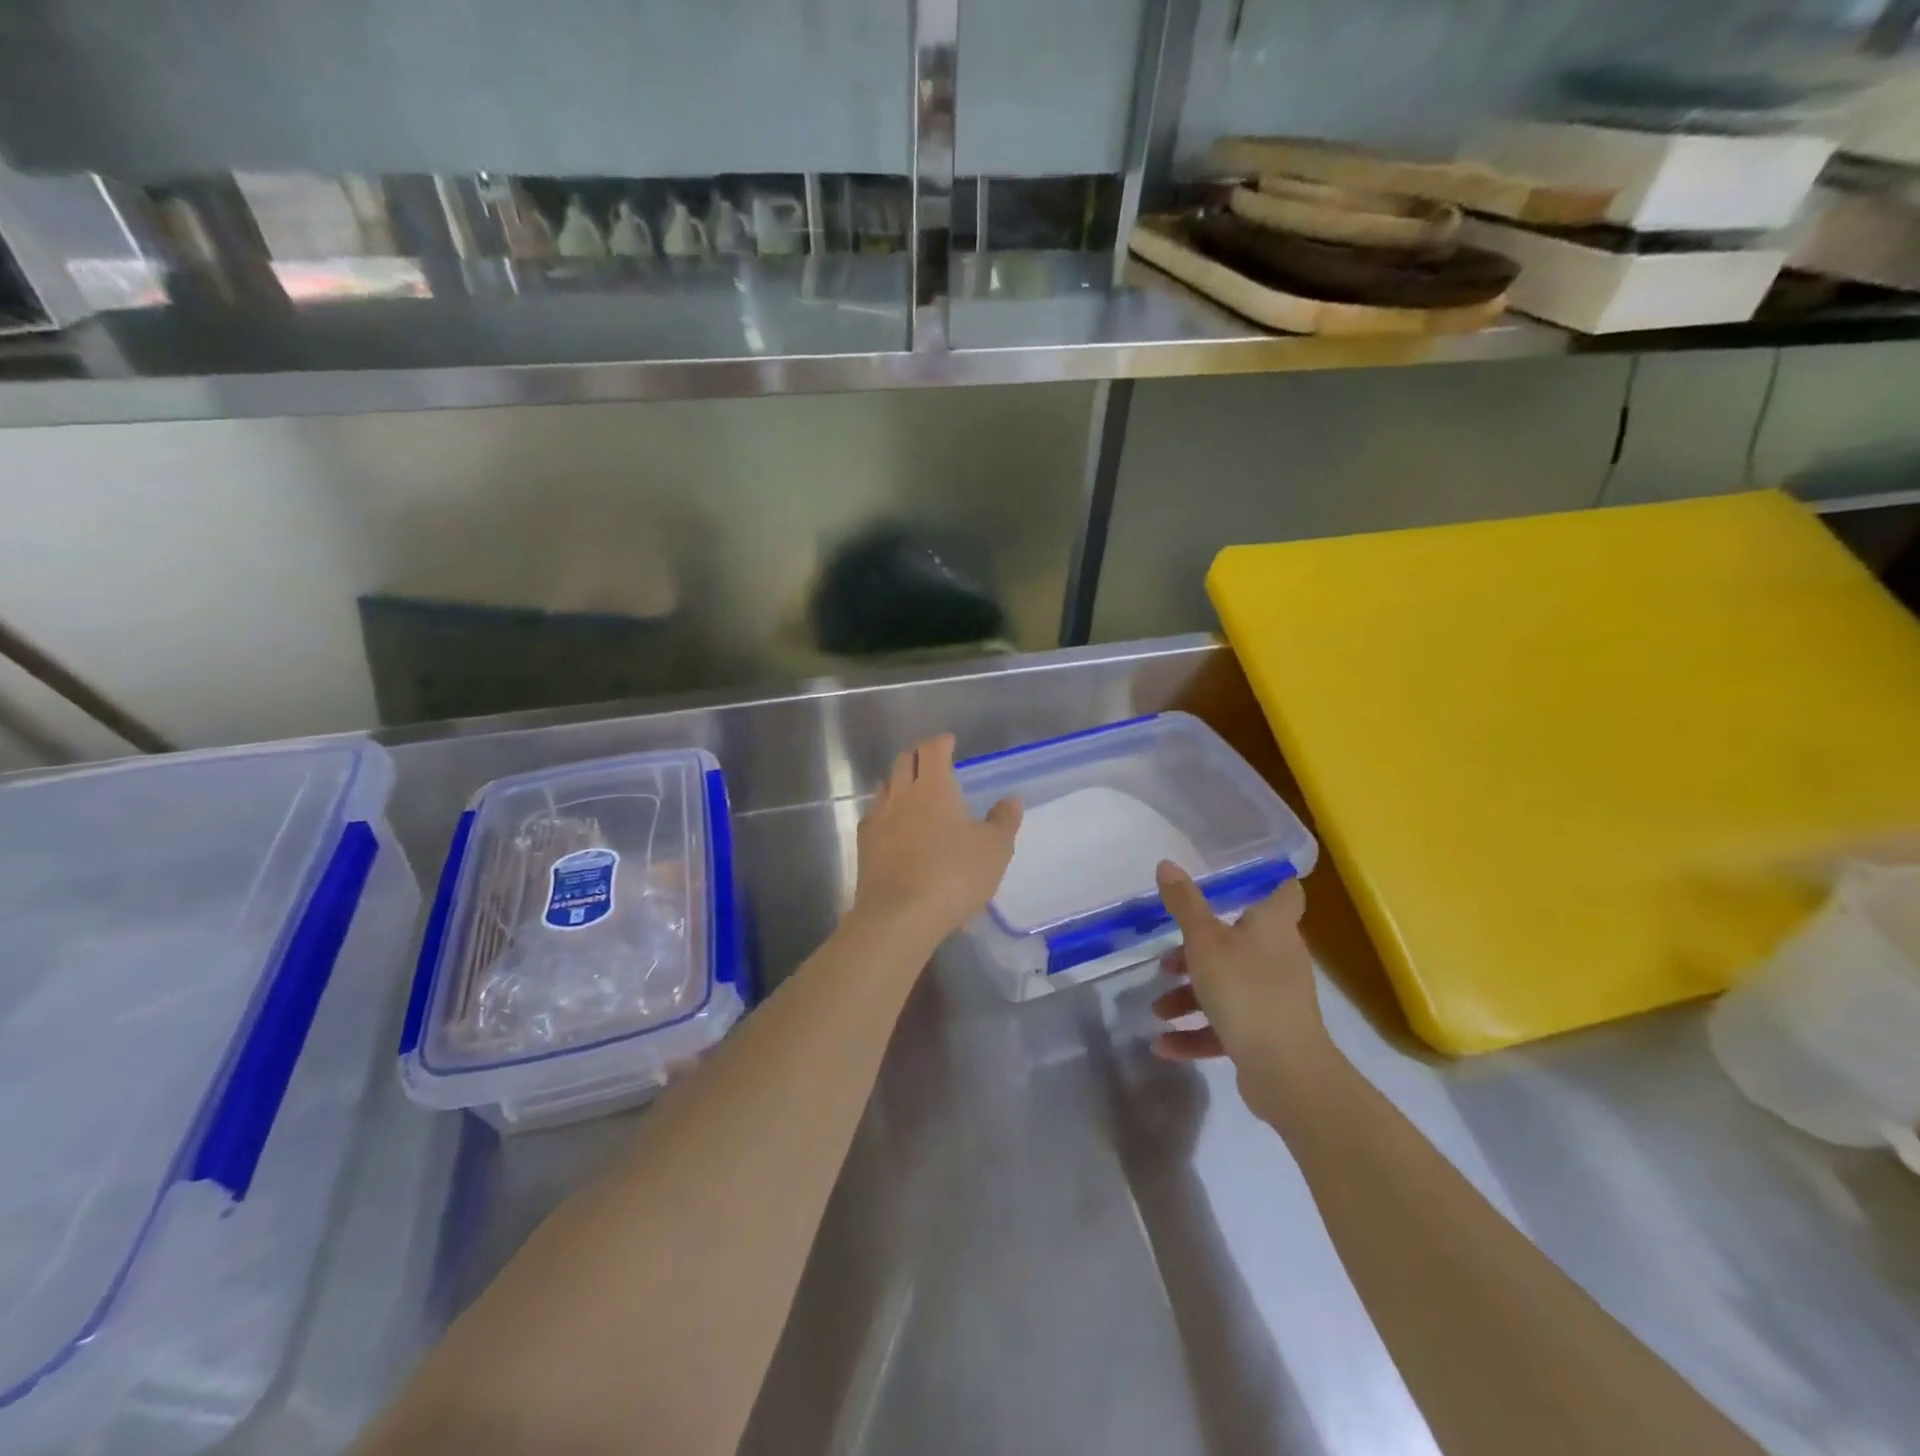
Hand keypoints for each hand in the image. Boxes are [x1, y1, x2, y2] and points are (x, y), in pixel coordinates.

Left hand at [852, 735, 1020, 943]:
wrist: (899, 916)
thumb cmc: (954, 876)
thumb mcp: (994, 850)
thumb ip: (1003, 821)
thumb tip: (1011, 800)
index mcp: (933, 787)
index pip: (932, 750)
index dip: (941, 742)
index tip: (949, 741)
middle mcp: (901, 795)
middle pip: (904, 761)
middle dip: (918, 756)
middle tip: (932, 761)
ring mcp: (878, 819)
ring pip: (886, 787)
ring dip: (899, 782)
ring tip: (913, 791)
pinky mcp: (865, 846)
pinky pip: (875, 816)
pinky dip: (886, 811)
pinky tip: (894, 825)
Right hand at [1150, 862, 1331, 1108]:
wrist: (1286, 1071)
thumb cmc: (1245, 989)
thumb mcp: (1204, 941)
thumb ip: (1184, 904)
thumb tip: (1166, 863)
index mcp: (1273, 926)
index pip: (1283, 892)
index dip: (1267, 881)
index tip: (1236, 879)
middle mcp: (1278, 957)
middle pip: (1238, 943)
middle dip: (1197, 953)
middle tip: (1167, 962)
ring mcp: (1275, 998)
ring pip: (1227, 986)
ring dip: (1189, 997)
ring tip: (1158, 1009)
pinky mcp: (1267, 1034)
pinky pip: (1227, 1025)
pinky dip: (1196, 1032)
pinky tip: (1163, 1045)